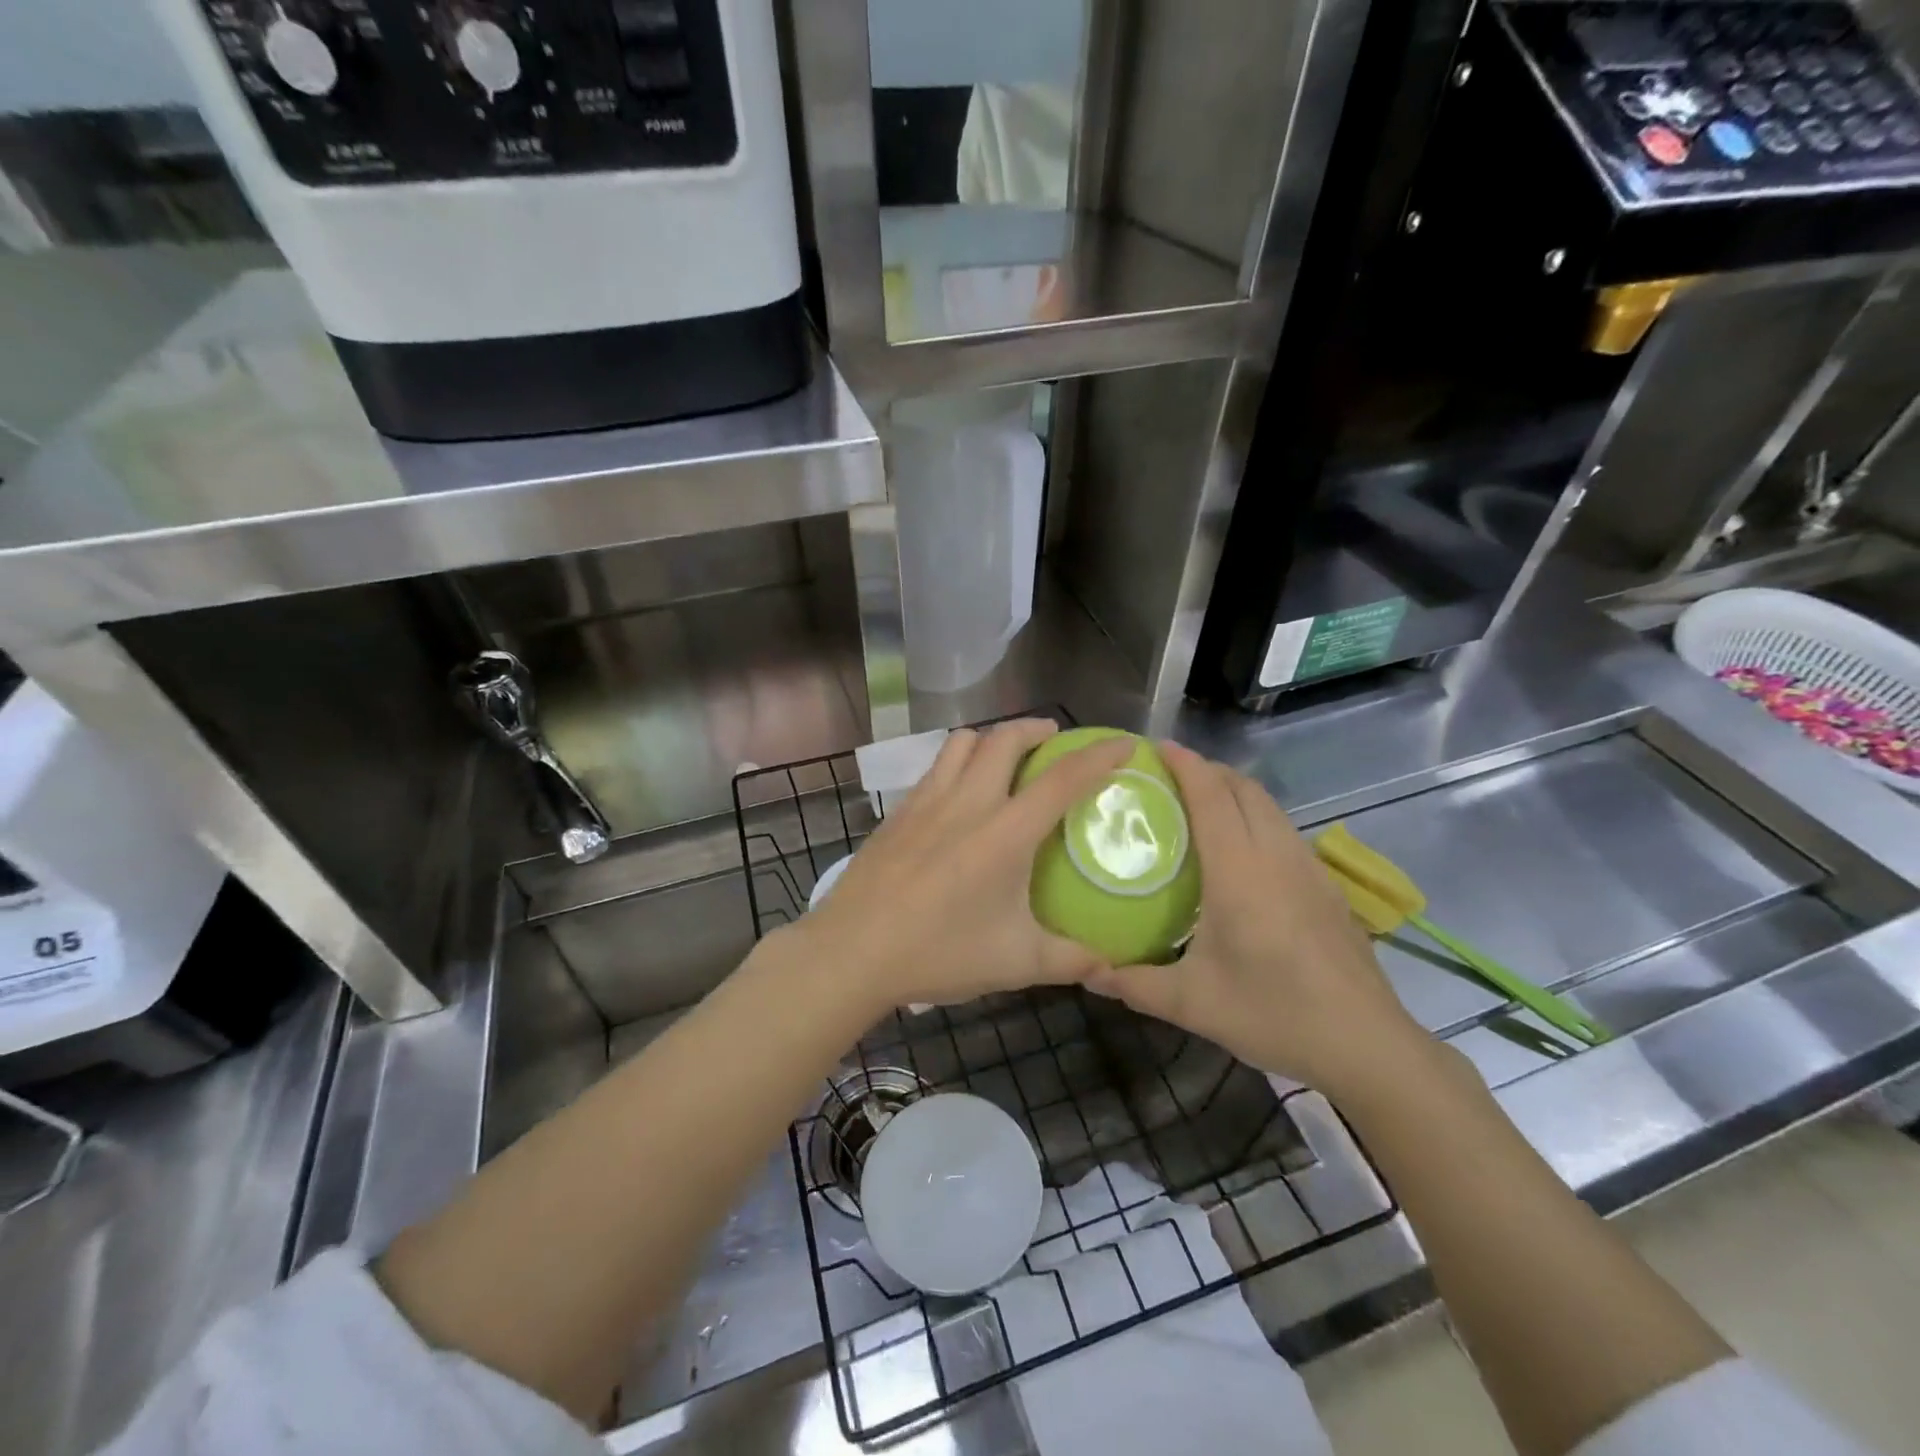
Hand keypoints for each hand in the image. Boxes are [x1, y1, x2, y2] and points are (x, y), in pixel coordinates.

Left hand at [777, 720, 1133, 1017]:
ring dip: (992, 738)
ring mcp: (927, 802)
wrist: (852, 951)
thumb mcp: (1015, 963)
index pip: (1062, 779)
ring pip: (962, 742)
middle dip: (1036, 729)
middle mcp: (967, 803)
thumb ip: (1069, 960)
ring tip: (1006, 758)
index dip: (1098, 755)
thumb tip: (1110, 965)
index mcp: (1005, 833)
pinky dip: (958, 762)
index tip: (1122, 742)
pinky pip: (935, 767)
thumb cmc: (938, 953)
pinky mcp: (898, 812)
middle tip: (1054, 742)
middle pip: (1005, 738)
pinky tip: (959, 794)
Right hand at [1087, 741, 1429, 1100]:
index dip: (1185, 765)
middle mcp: (1275, 856)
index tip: (1155, 747)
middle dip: (1207, 769)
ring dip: (1234, 790)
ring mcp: (1307, 868)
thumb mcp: (1193, 1004)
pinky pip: (1283, 829)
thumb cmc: (1274, 1014)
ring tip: (1199, 803)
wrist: (1367, 1044)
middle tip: (1167, 776)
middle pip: (1243, 789)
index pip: (1211, 797)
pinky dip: (1255, 816)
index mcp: (1239, 872)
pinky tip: (1241, 850)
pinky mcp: (1326, 886)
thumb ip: (1134, 984)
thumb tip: (1087, 972)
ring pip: (1268, 806)